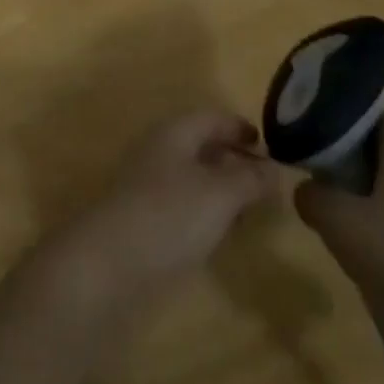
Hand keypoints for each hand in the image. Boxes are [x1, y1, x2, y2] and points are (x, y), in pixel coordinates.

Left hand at [46, 110, 281, 311]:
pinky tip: (218, 235)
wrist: (108, 266)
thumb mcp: (220, 194)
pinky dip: (204, 213)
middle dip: (233, 160)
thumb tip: (275, 169)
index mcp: (175, 132)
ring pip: (192, 177)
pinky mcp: (143, 222)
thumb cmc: (169, 216)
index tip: (268, 145)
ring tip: (248, 211)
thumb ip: (250, 180)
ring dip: (220, 189)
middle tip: (264, 183)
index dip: (240, 127)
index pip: (213, 117)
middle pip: (201, 146)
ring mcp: (148, 187)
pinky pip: (181, 206)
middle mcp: (160, 151)